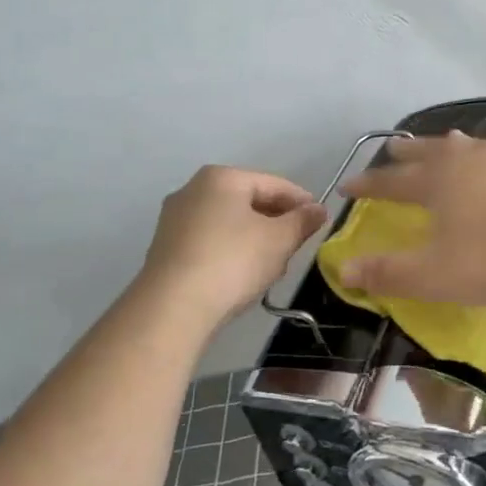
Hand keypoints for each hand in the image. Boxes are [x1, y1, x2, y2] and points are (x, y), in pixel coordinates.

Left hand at [140, 166, 327, 325]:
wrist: (173, 308)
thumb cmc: (233, 262)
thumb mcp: (279, 240)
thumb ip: (302, 221)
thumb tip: (318, 209)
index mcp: (222, 177)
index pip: (273, 184)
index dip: (301, 201)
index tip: (320, 220)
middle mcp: (193, 189)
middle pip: (249, 201)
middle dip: (276, 221)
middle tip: (297, 244)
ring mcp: (174, 219)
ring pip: (229, 222)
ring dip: (255, 238)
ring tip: (273, 264)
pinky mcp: (165, 248)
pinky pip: (210, 240)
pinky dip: (230, 251)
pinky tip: (242, 274)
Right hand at [336, 132, 485, 303]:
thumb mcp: (437, 276)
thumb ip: (389, 273)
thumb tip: (343, 269)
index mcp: (438, 183)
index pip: (392, 182)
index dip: (368, 185)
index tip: (347, 185)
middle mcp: (468, 163)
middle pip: (430, 153)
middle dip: (407, 154)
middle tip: (392, 149)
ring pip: (472, 147)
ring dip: (453, 145)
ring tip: (446, 139)